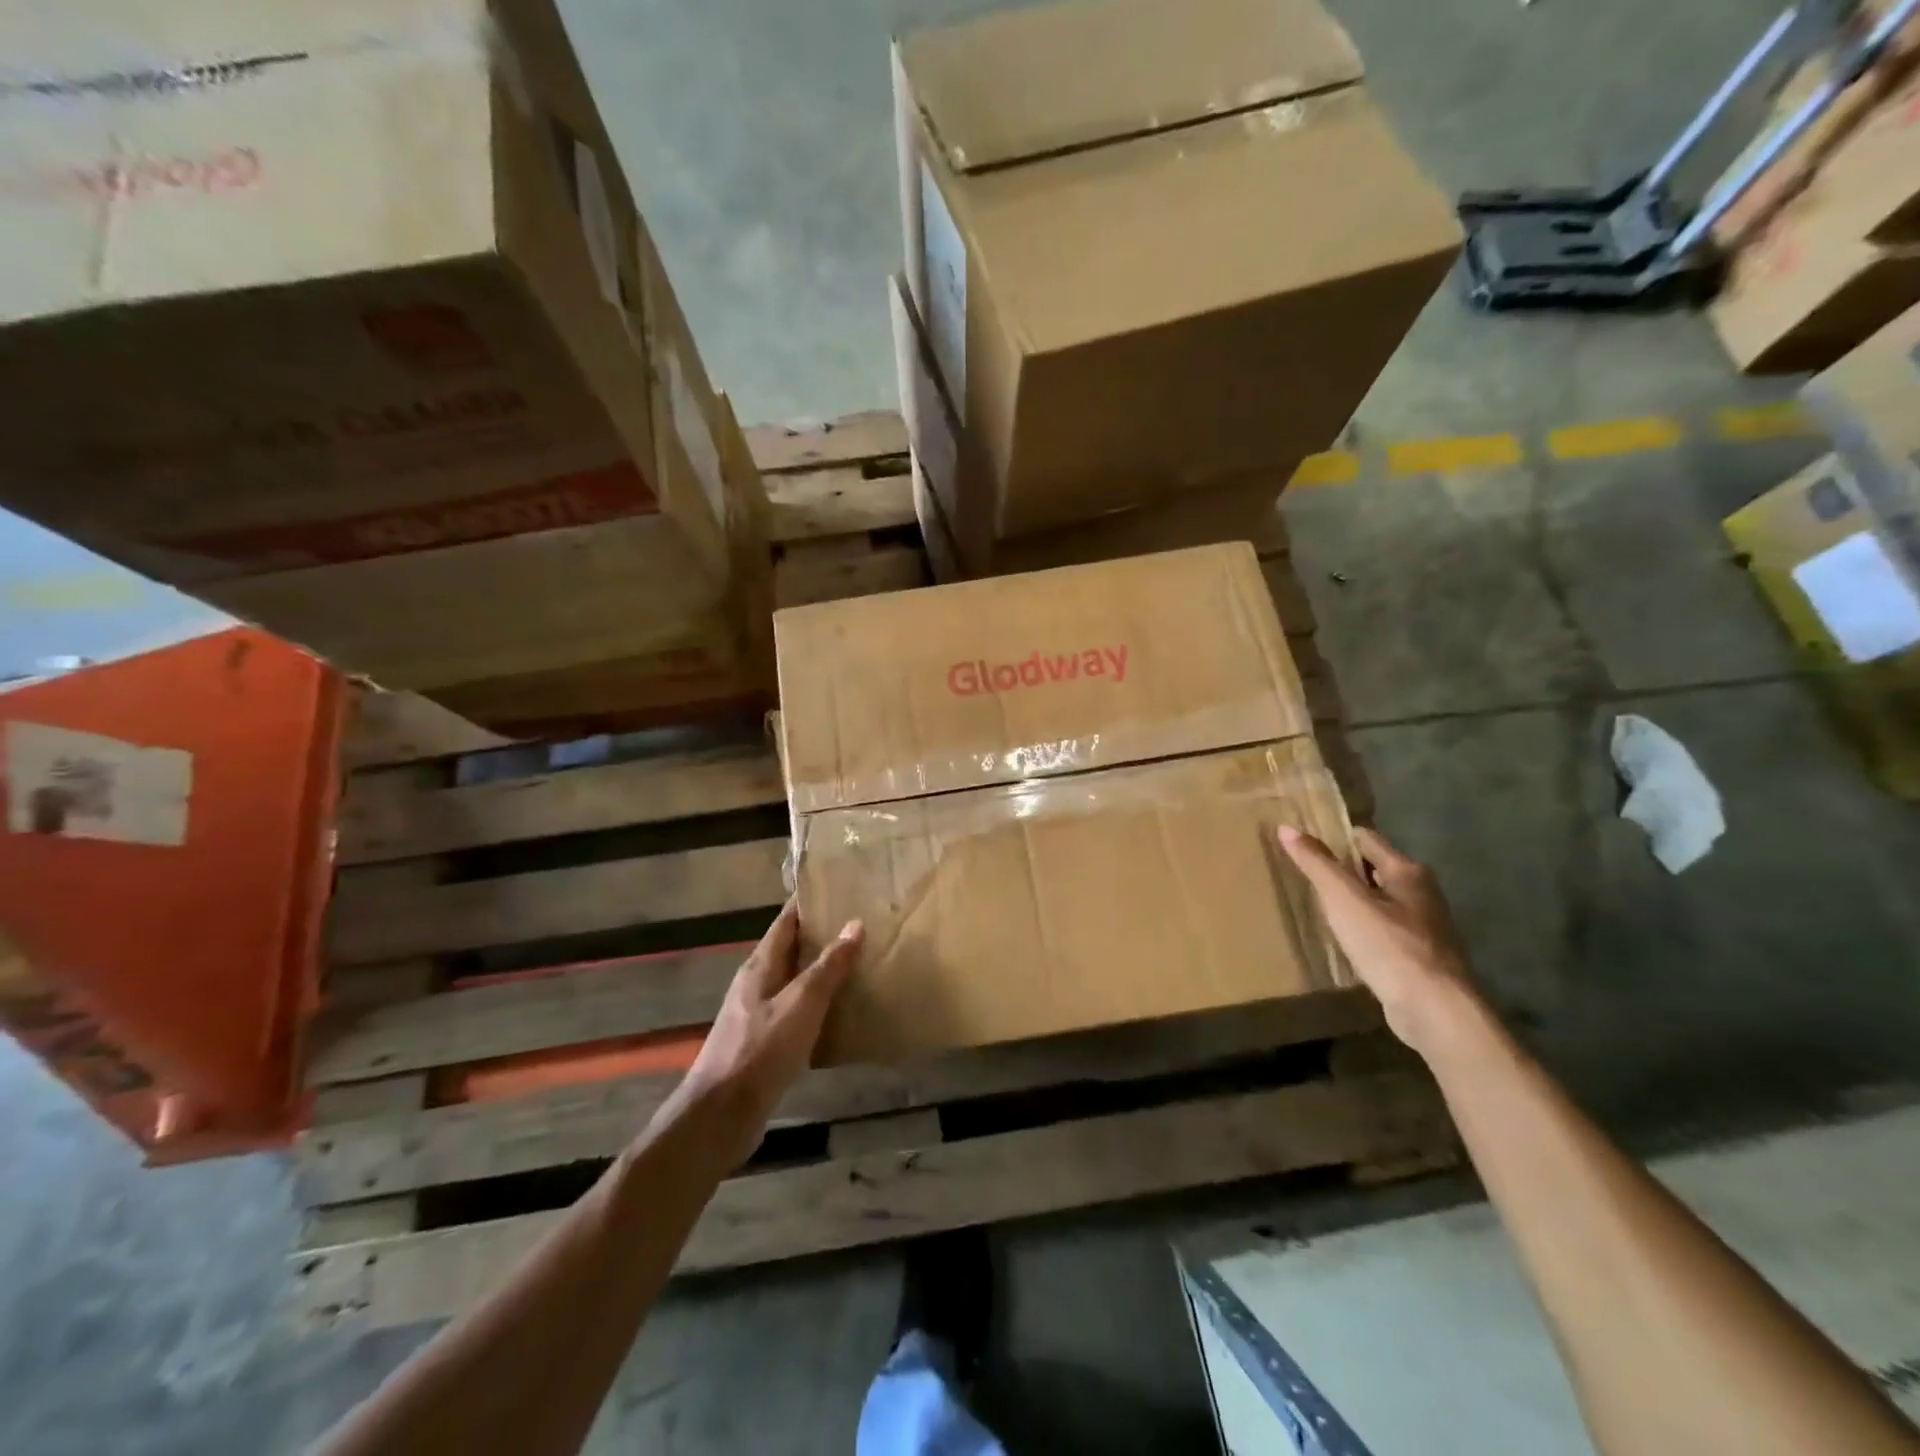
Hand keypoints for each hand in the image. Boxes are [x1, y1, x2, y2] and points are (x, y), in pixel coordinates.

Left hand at [671, 900, 863, 1167]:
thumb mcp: (801, 1004)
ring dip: (820, 971)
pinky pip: (795, 1012)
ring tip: (859, 964)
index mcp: (760, 966)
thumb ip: (828, 966)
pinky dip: (818, 1005)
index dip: (808, 903)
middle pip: (790, 949)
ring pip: (793, 981)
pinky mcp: (763, 1044)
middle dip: (820, 935)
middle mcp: (756, 984)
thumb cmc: (761, 1051)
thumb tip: (854, 924)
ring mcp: (757, 1015)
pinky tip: (840, 1014)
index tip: (838, 887)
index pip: (785, 922)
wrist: (720, 1116)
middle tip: (860, 924)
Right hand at [1278, 824, 1482, 1058]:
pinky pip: (1385, 931)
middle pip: (1374, 869)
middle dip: (1342, 870)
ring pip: (1380, 901)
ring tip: (1318, 906)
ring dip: (1353, 901)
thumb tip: (1286, 827)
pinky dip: (1364, 929)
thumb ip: (1316, 863)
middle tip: (1304, 875)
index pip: (1365, 838)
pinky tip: (1343, 941)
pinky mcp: (1421, 958)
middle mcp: (1422, 893)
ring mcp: (1425, 927)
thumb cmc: (1389, 946)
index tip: (1303, 844)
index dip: (1334, 837)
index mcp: (1407, 871)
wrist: (1435, 1011)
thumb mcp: (1344, 899)